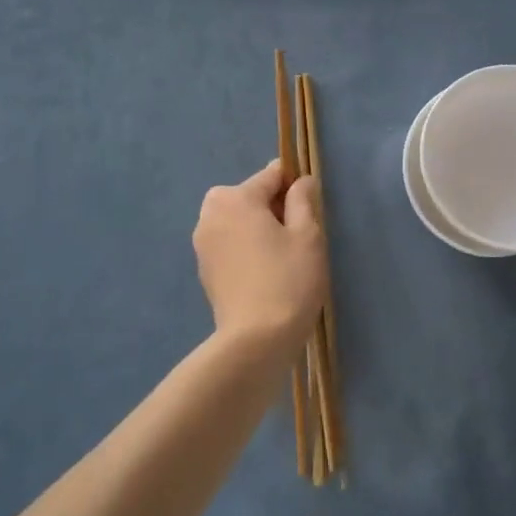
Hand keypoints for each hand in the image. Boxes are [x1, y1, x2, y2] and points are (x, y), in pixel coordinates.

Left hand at [194, 160, 326, 358]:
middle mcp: (211, 214)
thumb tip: (302, 181)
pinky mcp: (205, 270)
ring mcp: (203, 244)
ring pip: (238, 222)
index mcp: (235, 198)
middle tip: (299, 237)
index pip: (271, 175)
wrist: (256, 340)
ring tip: (284, 258)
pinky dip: (246, 250)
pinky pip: (230, 245)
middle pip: (249, 197)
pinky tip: (266, 274)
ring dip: (259, 229)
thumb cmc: (288, 280)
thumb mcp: (308, 235)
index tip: (312, 208)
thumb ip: (303, 200)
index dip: (295, 186)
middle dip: (273, 208)